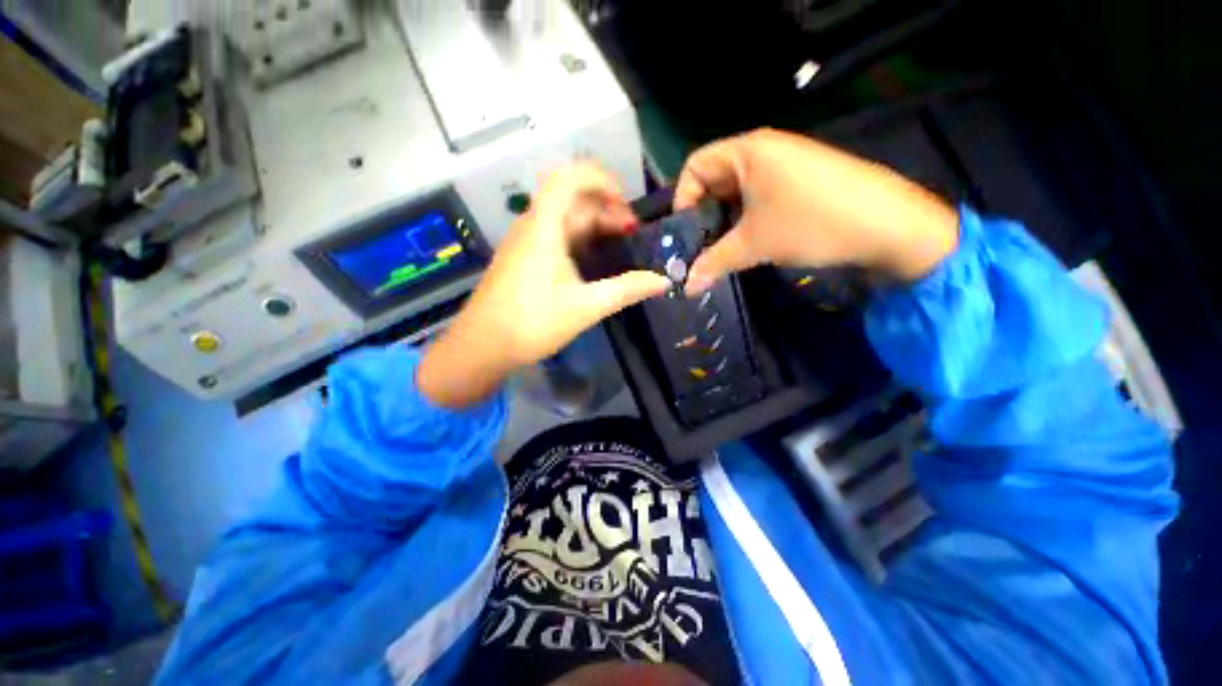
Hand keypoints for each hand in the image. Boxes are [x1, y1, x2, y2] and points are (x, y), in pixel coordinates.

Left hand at [418, 163, 669, 407]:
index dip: (601, 180)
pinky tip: (593, 263)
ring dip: (594, 228)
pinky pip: (555, 236)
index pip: (570, 177)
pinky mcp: (523, 258)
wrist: (482, 346)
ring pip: (564, 220)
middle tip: (632, 236)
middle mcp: (532, 226)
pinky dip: (579, 241)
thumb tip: (663, 280)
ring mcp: (525, 242)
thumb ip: (627, 290)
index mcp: (544, 227)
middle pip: (572, 200)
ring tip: (619, 249)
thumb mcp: (586, 306)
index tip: (627, 205)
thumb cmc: (533, 322)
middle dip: (606, 211)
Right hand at [673, 128, 959, 293]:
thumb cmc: (811, 222)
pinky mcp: (800, 181)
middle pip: (715, 179)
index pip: (694, 166)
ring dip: (725, 221)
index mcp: (747, 151)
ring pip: (737, 191)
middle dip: (703, 215)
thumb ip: (714, 263)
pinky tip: (751, 242)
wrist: (890, 225)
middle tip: (699, 248)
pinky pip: (759, 196)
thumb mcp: (754, 244)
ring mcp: (785, 164)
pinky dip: (747, 218)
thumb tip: (686, 288)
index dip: (682, 198)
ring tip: (723, 250)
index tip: (684, 233)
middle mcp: (764, 150)